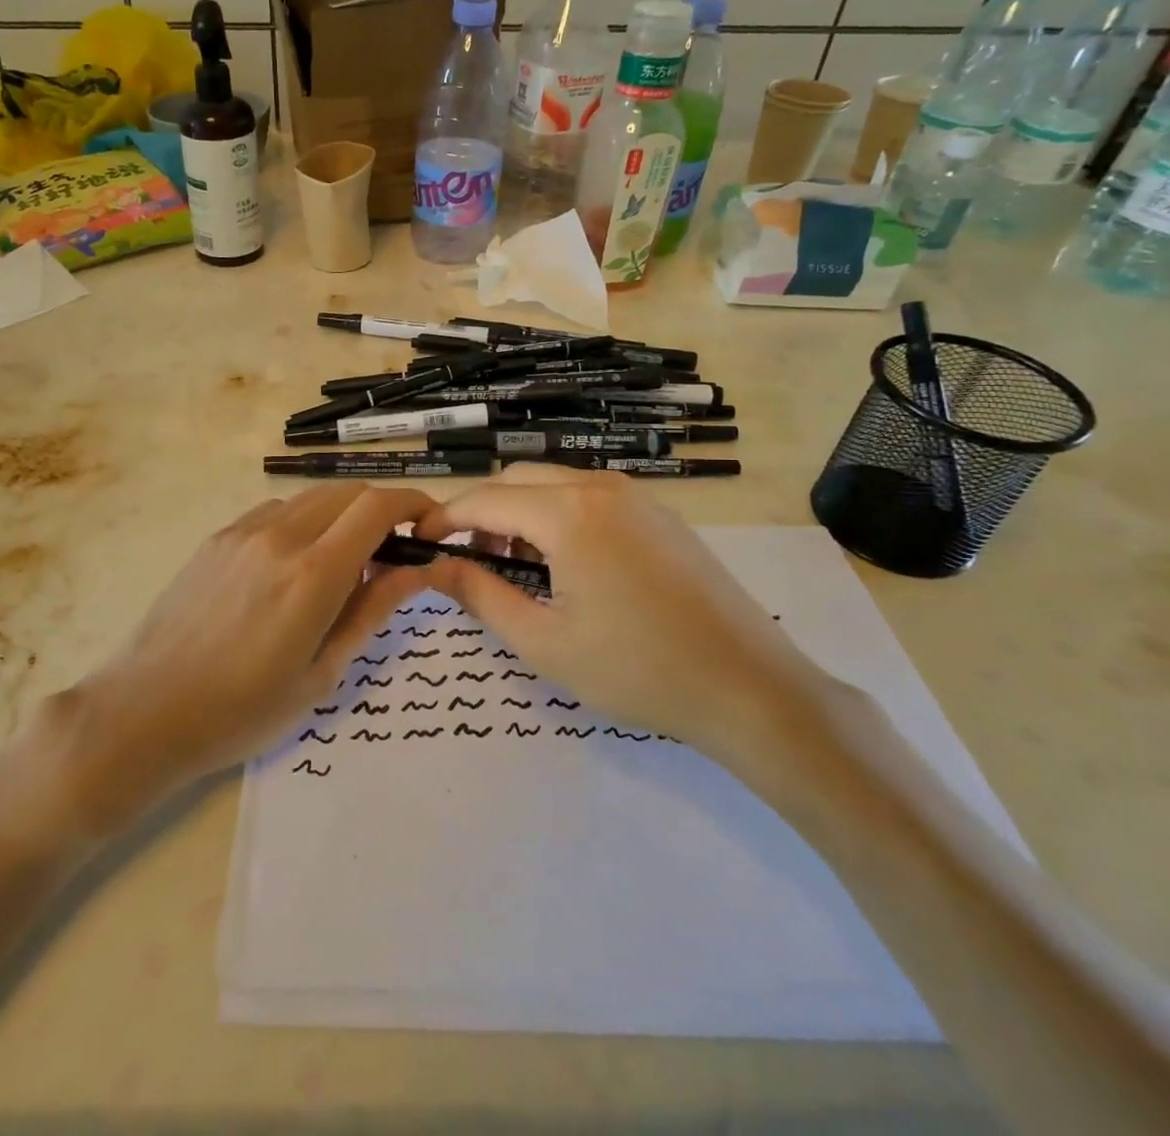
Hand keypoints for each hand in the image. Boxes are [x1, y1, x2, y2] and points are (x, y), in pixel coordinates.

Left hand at [60, 484, 436, 826]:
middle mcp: (280, 536)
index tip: (430, 526)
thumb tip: (416, 570)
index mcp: (312, 574)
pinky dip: (303, 522)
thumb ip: (371, 612)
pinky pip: (276, 511)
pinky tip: (294, 566)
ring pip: (312, 498)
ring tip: (341, 566)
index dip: (414, 506)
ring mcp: (243, 531)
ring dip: (341, 516)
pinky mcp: (217, 537)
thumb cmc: (242, 711)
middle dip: (381, 511)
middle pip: (348, 492)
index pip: (378, 507)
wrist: (145, 711)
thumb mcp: (321, 674)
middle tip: (391, 553)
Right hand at [413, 463, 829, 756]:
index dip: (444, 519)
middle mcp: (600, 487)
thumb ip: (480, 595)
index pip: (485, 499)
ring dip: (521, 513)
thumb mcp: (543, 642)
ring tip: (514, 567)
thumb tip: (434, 568)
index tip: (418, 543)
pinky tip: (566, 564)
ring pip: (555, 484)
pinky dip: (558, 516)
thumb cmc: (637, 670)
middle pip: (518, 480)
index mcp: (568, 513)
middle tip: (467, 561)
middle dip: (482, 512)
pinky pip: (590, 497)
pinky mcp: (660, 515)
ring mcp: (637, 496)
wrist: (751, 688)